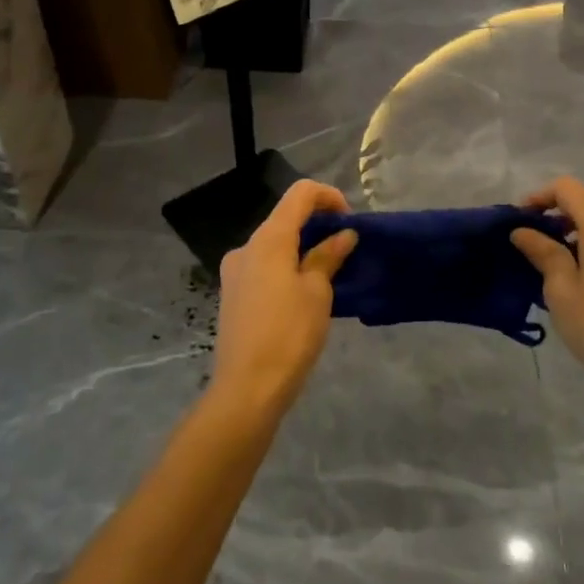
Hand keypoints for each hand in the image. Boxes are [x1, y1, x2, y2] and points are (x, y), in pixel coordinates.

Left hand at [211, 181, 357, 413]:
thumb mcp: (317, 293)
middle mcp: (247, 247)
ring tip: (330, 274)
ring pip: (275, 244)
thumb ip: (328, 257)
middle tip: (346, 250)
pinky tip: (304, 294)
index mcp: (269, 239)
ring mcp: (235, 271)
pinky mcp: (233, 294)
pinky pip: (264, 266)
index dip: (329, 197)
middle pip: (286, 218)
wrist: (246, 389)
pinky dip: (287, 266)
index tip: (350, 221)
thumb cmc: (288, 335)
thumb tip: (343, 235)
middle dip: (318, 225)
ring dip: (303, 248)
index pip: (300, 194)